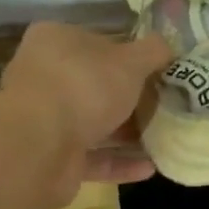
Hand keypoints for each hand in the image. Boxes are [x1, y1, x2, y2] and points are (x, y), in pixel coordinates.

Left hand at [0, 22, 172, 204]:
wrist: (40, 148)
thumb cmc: (85, 86)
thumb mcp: (131, 60)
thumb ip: (153, 51)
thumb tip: (169, 46)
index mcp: (55, 41)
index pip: (96, 41)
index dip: (128, 53)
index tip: (158, 68)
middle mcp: (44, 77)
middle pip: (95, 84)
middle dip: (130, 97)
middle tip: (166, 103)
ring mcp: (45, 119)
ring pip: (94, 123)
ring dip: (127, 132)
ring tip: (166, 137)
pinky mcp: (52, 157)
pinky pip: (92, 157)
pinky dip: (120, 162)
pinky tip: (152, 167)